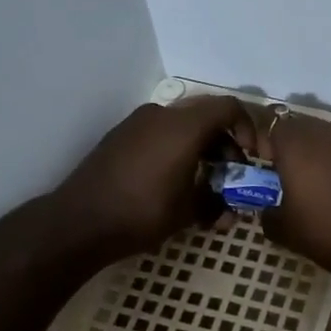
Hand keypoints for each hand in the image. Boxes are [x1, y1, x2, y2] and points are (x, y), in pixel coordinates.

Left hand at [49, 97, 255, 263]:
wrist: (78, 222)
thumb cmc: (142, 213)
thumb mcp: (189, 211)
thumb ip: (219, 203)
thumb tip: (233, 209)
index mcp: (184, 126)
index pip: (229, 108)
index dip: (248, 129)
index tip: (251, 158)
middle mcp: (161, 115)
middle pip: (206, 116)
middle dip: (226, 145)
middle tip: (231, 177)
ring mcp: (138, 123)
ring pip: (183, 126)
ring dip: (202, 150)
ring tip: (205, 185)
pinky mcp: (121, 137)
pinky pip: (161, 134)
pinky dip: (178, 150)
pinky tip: (176, 183)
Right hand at [260, 112, 330, 274]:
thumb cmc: (325, 229)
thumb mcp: (284, 229)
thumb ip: (268, 213)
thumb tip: (270, 210)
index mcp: (296, 143)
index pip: (270, 127)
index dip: (265, 145)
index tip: (265, 167)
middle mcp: (324, 131)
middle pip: (300, 128)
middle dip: (292, 146)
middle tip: (290, 173)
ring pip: (327, 137)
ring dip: (318, 152)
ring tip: (319, 180)